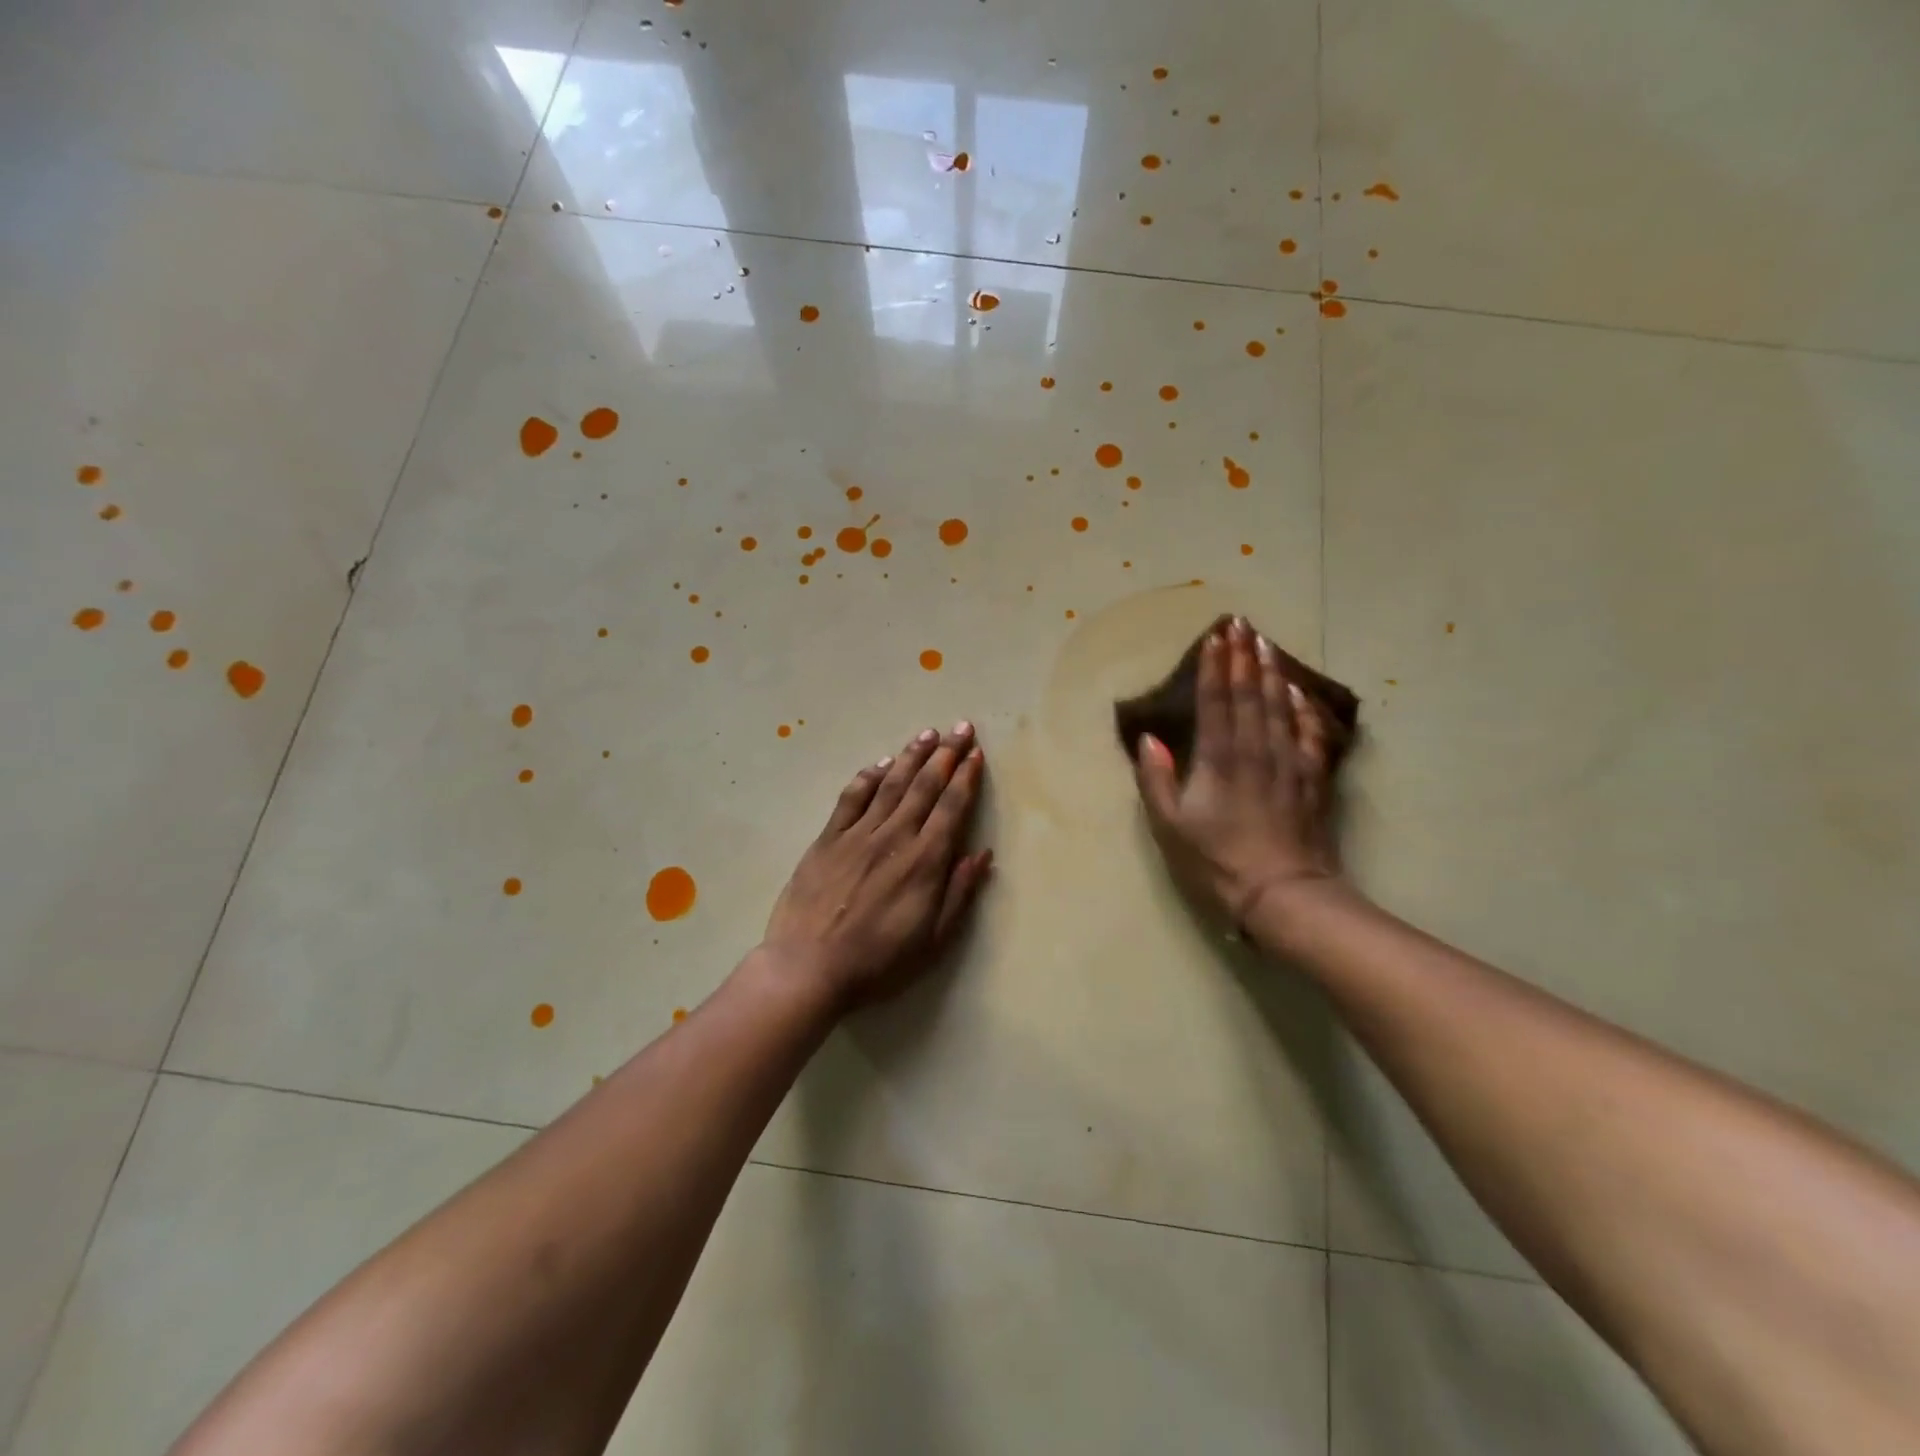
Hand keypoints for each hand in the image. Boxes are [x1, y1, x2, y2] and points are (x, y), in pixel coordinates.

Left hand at [762, 722, 993, 1007]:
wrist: (808, 967)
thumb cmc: (878, 962)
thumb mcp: (933, 941)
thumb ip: (959, 894)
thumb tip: (982, 854)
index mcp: (924, 862)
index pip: (951, 808)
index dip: (966, 779)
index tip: (976, 755)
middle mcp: (894, 838)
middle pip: (925, 786)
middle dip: (946, 754)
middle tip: (961, 728)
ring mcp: (858, 834)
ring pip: (891, 784)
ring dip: (912, 756)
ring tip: (928, 733)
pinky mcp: (828, 839)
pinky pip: (851, 798)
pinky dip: (868, 777)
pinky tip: (880, 764)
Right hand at [1132, 618, 1340, 930]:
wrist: (1283, 894)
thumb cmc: (1217, 861)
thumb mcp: (1170, 826)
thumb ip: (1157, 779)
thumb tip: (1149, 739)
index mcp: (1218, 759)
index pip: (1215, 701)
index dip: (1214, 667)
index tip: (1215, 637)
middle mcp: (1255, 750)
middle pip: (1249, 694)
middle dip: (1243, 657)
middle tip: (1241, 624)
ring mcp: (1288, 763)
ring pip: (1279, 707)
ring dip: (1271, 673)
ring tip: (1265, 644)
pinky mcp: (1312, 780)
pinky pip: (1308, 734)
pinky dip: (1303, 709)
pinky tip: (1298, 693)